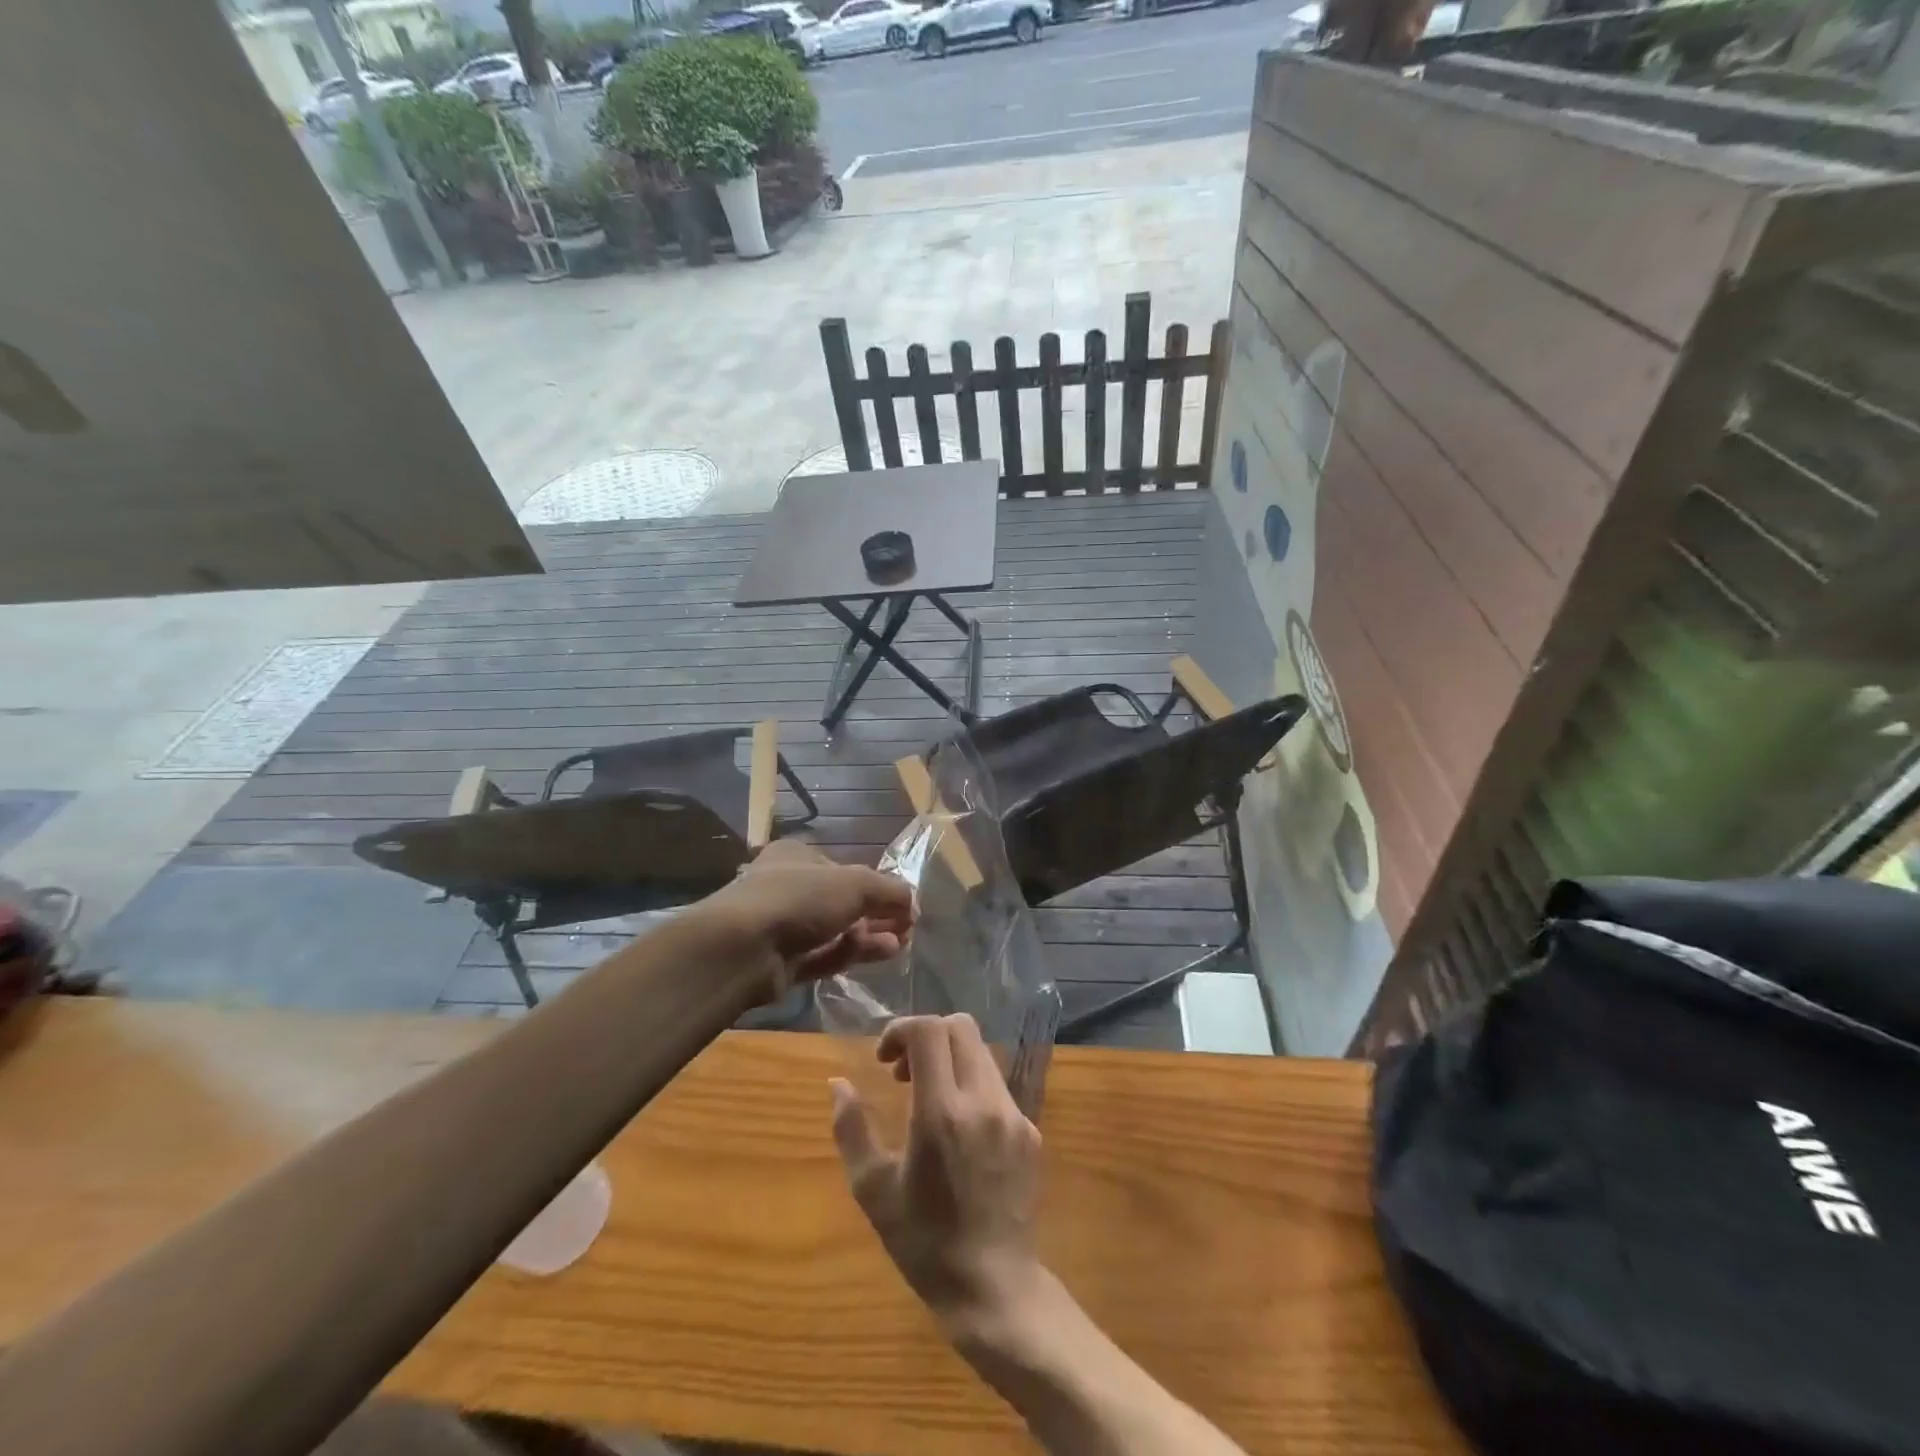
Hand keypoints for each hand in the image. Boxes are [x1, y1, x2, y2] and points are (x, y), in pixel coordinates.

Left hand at [690, 839, 913, 999]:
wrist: (743, 948)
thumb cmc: (800, 898)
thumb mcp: (856, 883)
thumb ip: (890, 891)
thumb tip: (913, 904)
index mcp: (797, 856)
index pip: (843, 868)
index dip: (876, 884)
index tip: (903, 903)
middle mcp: (788, 887)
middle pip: (842, 901)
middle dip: (877, 914)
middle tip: (906, 928)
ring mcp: (783, 927)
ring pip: (836, 931)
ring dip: (869, 935)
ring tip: (901, 944)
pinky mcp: (782, 963)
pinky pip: (824, 956)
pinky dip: (852, 954)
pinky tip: (882, 954)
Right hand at [831, 1014, 1043, 1339]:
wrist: (994, 1288)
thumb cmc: (924, 1243)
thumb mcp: (872, 1190)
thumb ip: (851, 1129)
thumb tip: (837, 1084)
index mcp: (941, 1113)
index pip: (929, 1030)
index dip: (901, 1029)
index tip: (883, 1059)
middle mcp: (983, 1101)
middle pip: (960, 1027)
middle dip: (926, 1036)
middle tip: (903, 1073)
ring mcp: (1013, 1114)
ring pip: (981, 1053)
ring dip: (950, 1059)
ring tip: (928, 1100)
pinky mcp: (1031, 1130)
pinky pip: (997, 1085)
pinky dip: (972, 1086)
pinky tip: (959, 1131)